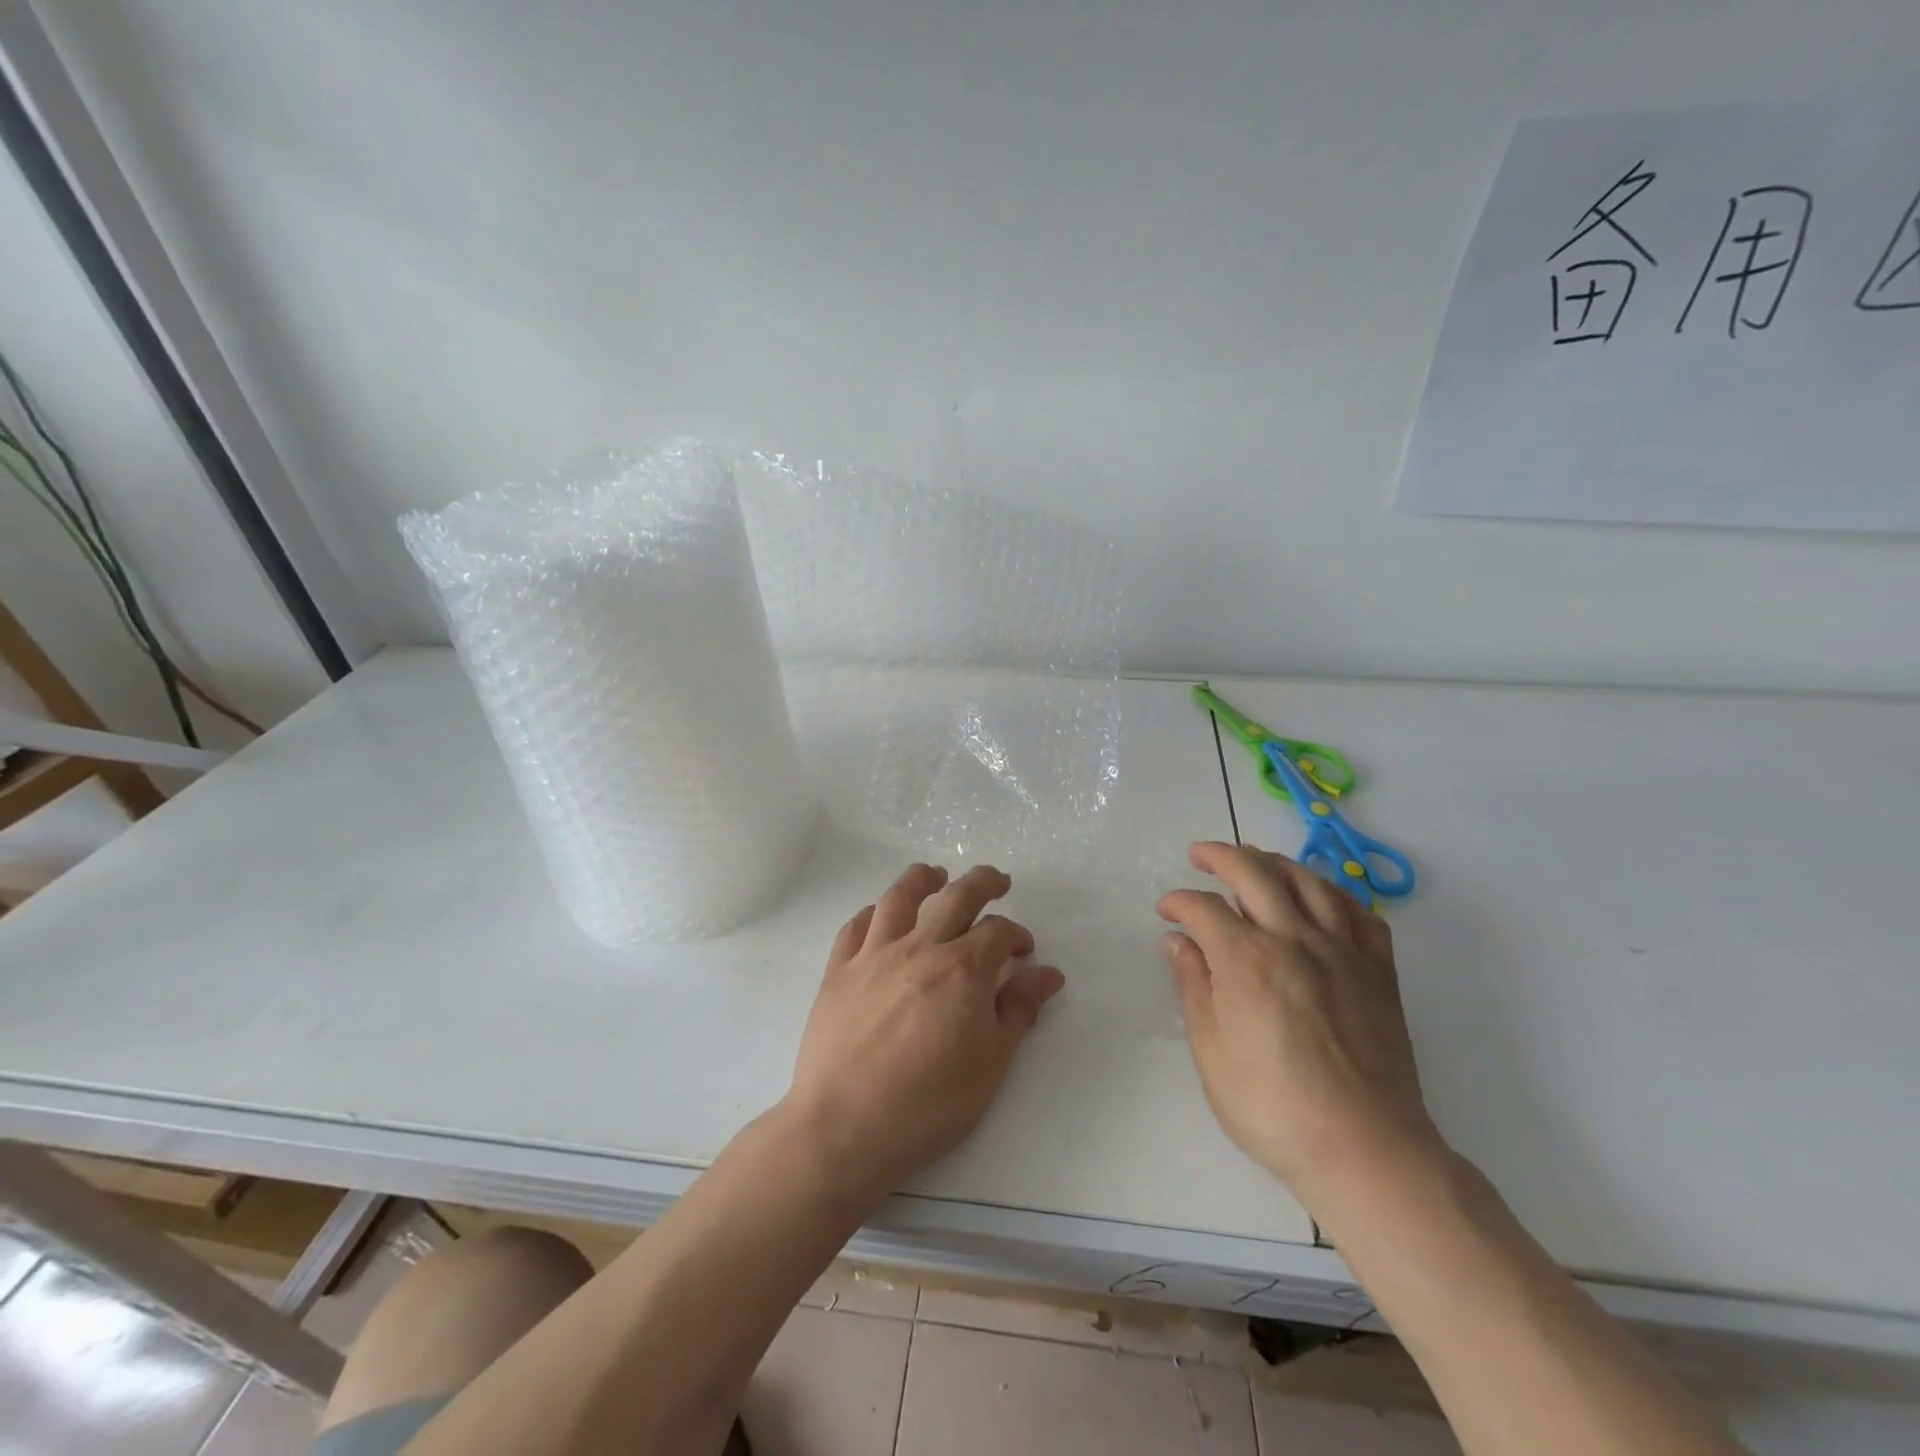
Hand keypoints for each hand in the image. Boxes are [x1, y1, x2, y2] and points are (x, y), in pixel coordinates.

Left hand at [784, 864, 1065, 1208]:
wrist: (845, 1128)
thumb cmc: (929, 1105)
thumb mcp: (990, 1064)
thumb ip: (1018, 1010)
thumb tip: (1048, 973)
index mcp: (963, 970)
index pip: (998, 931)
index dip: (1017, 935)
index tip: (1024, 951)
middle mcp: (920, 948)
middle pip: (956, 896)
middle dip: (983, 882)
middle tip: (998, 881)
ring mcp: (873, 955)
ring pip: (900, 896)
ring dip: (923, 879)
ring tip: (936, 875)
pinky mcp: (838, 971)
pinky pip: (855, 927)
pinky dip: (872, 913)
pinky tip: (880, 916)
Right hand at [1157, 842, 1444, 1212]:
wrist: (1365, 1149)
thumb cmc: (1273, 1107)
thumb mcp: (1211, 1052)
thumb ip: (1194, 987)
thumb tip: (1177, 942)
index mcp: (1246, 959)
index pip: (1203, 907)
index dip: (1178, 902)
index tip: (1166, 911)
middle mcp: (1294, 939)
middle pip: (1254, 872)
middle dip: (1220, 855)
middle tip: (1199, 854)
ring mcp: (1342, 951)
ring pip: (1309, 881)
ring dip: (1275, 861)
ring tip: (1255, 861)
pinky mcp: (1378, 971)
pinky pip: (1359, 913)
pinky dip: (1334, 894)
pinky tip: (1320, 898)